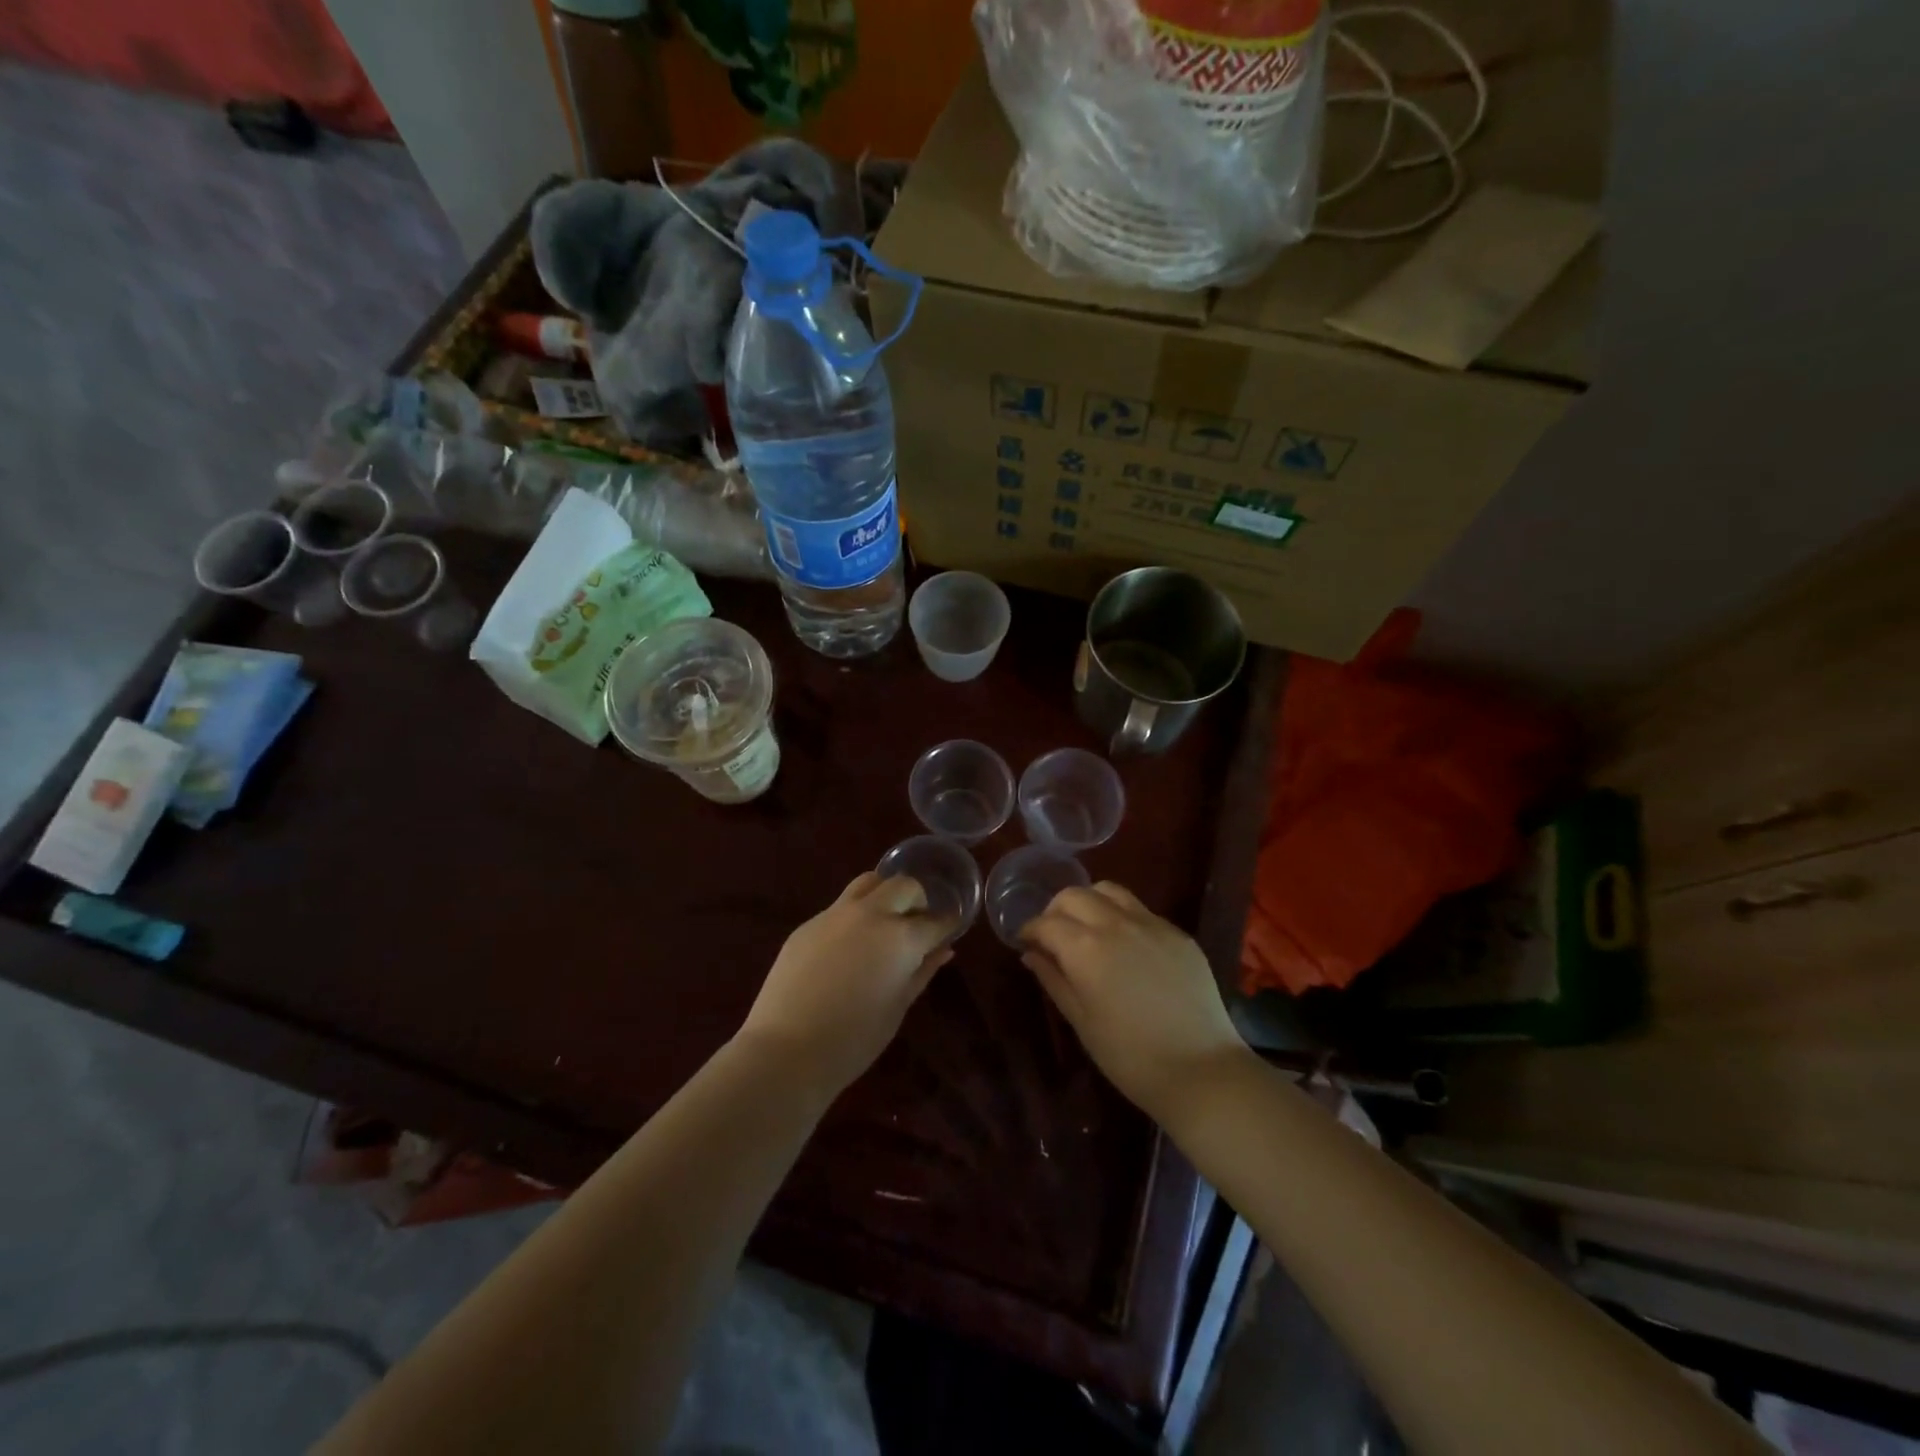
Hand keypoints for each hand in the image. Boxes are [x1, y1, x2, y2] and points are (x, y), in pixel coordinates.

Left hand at [738, 872, 955, 1097]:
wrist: (785, 1050)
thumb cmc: (853, 1040)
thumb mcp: (897, 1007)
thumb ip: (922, 971)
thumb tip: (943, 950)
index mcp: (900, 937)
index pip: (935, 920)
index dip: (947, 924)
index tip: (950, 929)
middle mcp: (870, 914)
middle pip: (904, 886)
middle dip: (918, 900)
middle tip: (917, 924)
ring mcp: (835, 914)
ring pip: (868, 882)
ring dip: (885, 894)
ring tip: (884, 922)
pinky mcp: (808, 923)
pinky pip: (840, 906)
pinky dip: (855, 914)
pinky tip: (849, 945)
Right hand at [1022, 882, 1246, 1124]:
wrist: (1201, 1070)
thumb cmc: (1129, 1056)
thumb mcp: (1081, 1021)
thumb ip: (1053, 979)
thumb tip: (1031, 954)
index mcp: (1085, 947)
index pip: (1046, 922)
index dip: (1029, 930)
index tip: (1024, 942)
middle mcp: (1116, 923)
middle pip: (1074, 895)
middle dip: (1056, 910)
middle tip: (1053, 935)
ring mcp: (1151, 924)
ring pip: (1109, 891)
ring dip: (1089, 902)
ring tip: (1087, 929)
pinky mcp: (1177, 933)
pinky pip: (1141, 910)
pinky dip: (1121, 916)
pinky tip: (1125, 946)